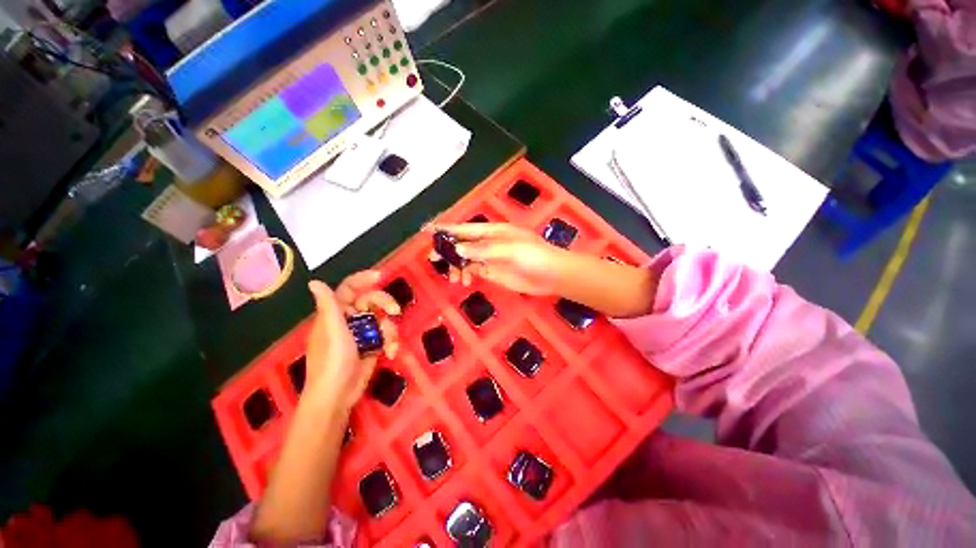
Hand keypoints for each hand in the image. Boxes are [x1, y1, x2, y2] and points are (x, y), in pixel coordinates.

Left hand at [305, 271, 399, 411]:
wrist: (338, 396)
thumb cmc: (332, 362)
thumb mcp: (333, 332)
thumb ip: (329, 306)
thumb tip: (314, 281)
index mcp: (335, 314)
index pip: (349, 289)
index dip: (363, 279)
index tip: (381, 276)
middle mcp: (349, 320)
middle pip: (371, 301)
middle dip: (385, 304)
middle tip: (395, 311)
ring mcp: (362, 333)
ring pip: (382, 319)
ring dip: (390, 329)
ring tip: (390, 343)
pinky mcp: (372, 345)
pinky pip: (386, 335)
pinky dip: (391, 342)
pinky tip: (391, 352)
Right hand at [429, 223, 568, 295]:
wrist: (551, 275)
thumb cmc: (533, 256)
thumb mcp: (508, 250)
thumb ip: (482, 249)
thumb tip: (458, 248)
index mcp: (492, 231)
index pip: (465, 228)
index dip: (447, 229)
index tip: (428, 231)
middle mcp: (488, 242)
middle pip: (462, 243)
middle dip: (448, 250)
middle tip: (434, 260)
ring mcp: (490, 257)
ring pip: (465, 258)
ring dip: (456, 266)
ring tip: (454, 278)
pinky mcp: (492, 271)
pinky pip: (473, 270)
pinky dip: (465, 274)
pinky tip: (464, 281)